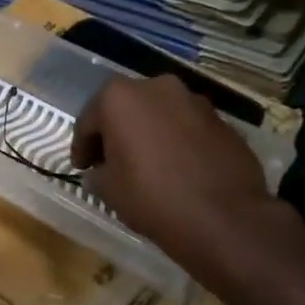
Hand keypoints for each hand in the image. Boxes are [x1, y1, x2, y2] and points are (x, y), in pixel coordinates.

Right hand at [72, 74, 277, 266]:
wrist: (222, 217)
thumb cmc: (151, 197)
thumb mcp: (108, 189)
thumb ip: (98, 172)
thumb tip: (101, 171)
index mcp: (120, 98)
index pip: (89, 120)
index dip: (82, 146)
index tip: (81, 167)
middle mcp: (157, 87)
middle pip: (126, 108)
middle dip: (116, 132)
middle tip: (110, 162)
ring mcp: (194, 100)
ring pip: (159, 114)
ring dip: (148, 134)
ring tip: (145, 165)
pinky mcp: (221, 120)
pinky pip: (186, 127)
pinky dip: (175, 141)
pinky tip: (176, 169)